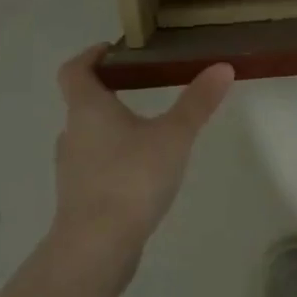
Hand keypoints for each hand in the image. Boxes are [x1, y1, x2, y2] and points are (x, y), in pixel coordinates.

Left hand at [50, 47, 233, 281]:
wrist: (96, 247)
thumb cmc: (132, 178)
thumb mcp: (174, 135)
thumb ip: (198, 102)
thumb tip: (223, 67)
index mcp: (88, 110)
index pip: (75, 71)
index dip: (90, 56)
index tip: (112, 50)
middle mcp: (73, 133)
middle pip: (83, 103)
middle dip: (110, 91)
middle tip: (143, 86)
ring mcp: (72, 168)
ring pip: (90, 136)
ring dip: (113, 126)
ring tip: (149, 128)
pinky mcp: (80, 197)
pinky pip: (96, 165)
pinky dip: (115, 157)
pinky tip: (142, 169)